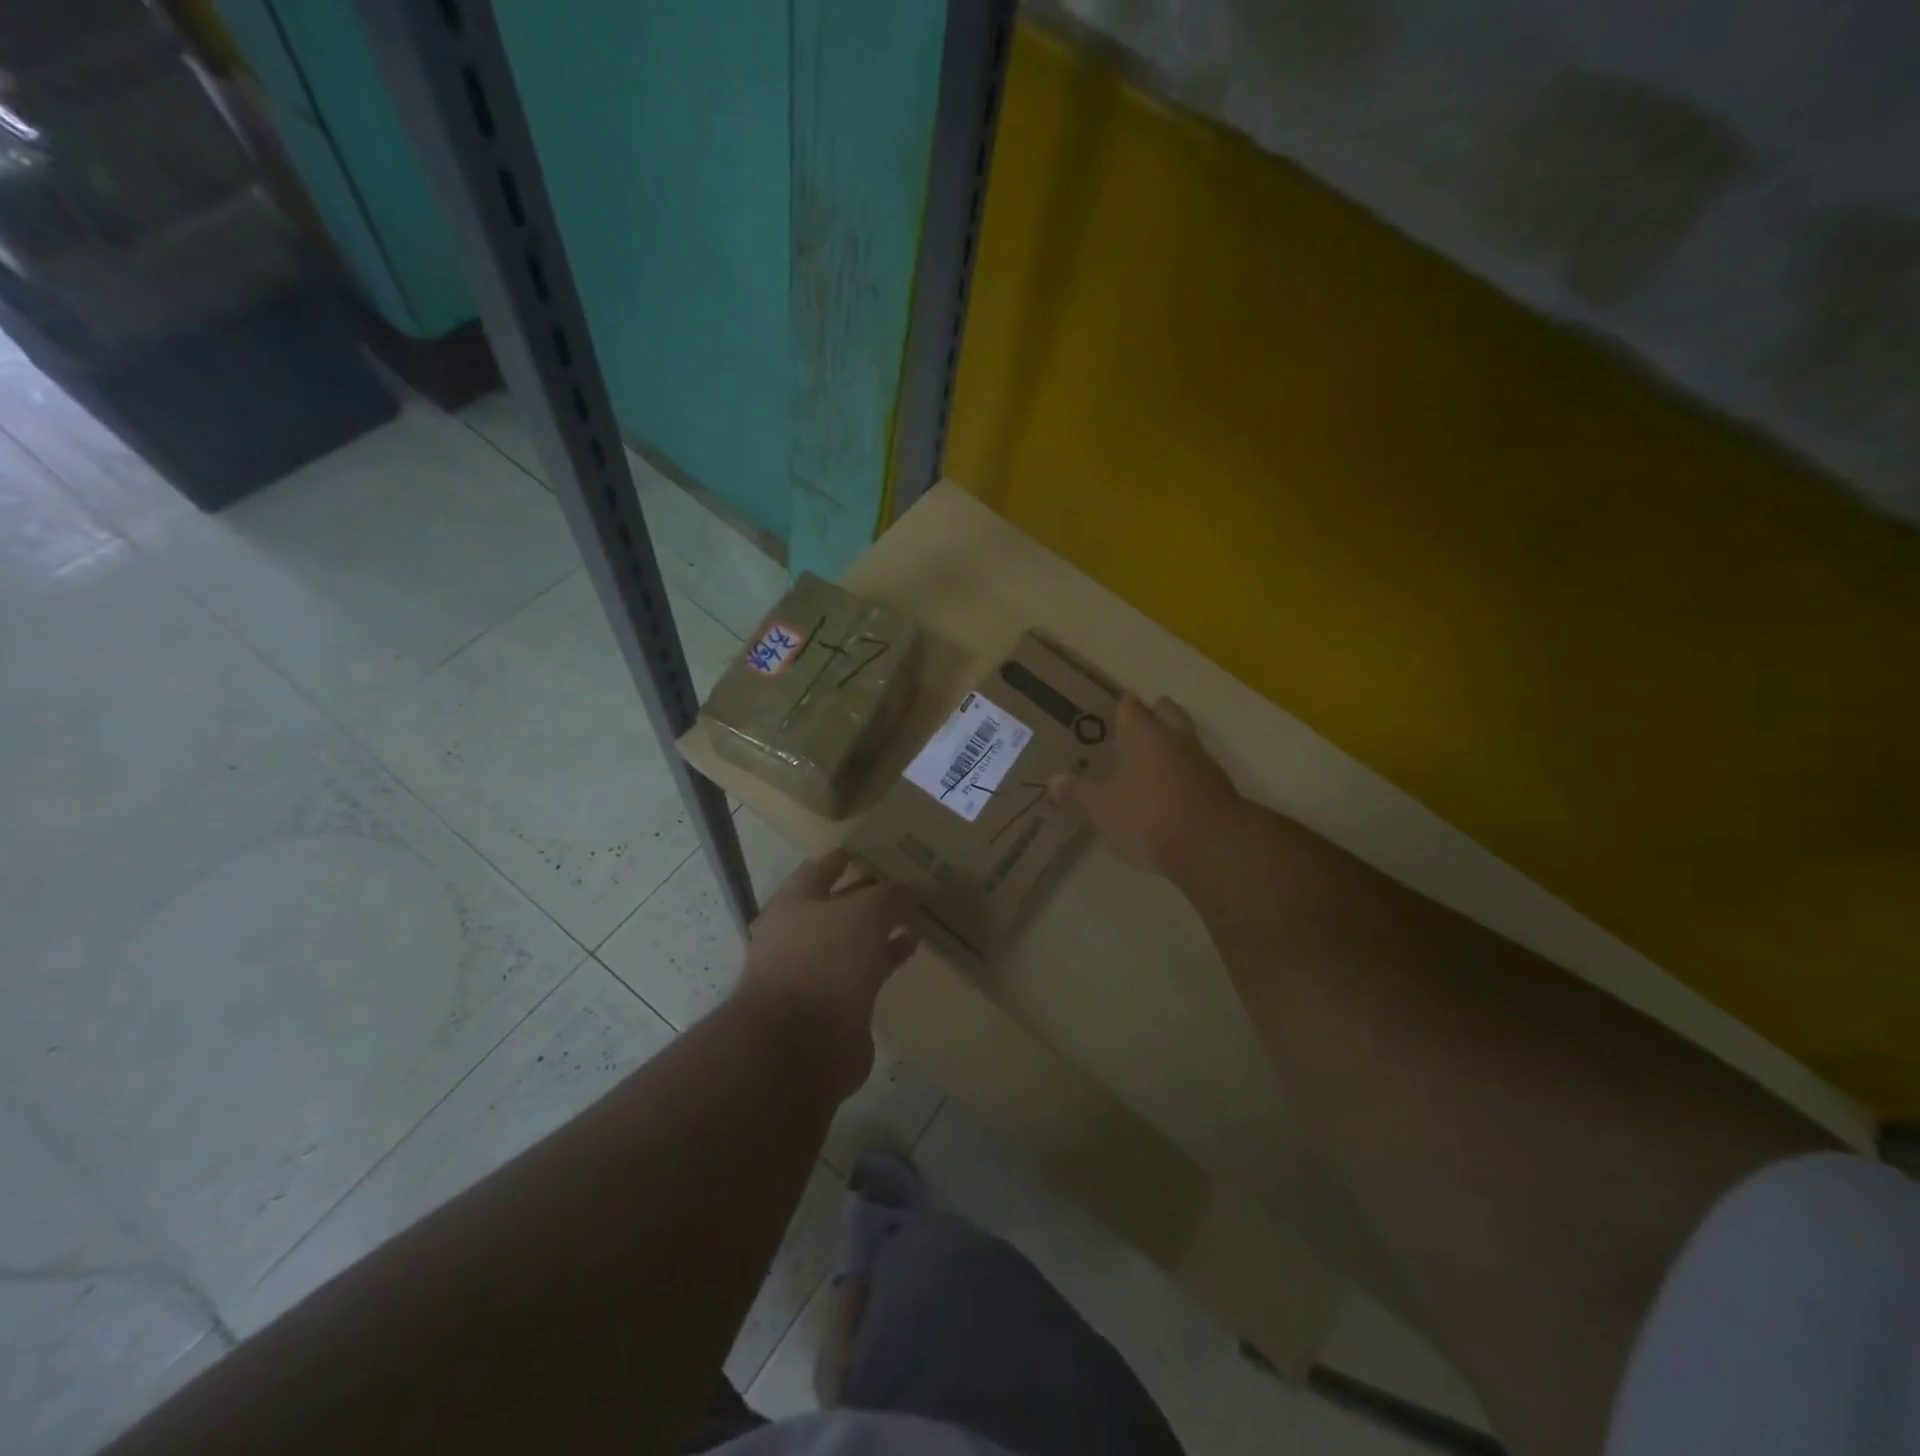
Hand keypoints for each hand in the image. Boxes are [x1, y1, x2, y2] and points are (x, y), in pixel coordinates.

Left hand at [736, 849, 918, 1095]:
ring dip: (877, 930)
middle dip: (862, 895)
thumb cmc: (824, 961)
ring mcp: (812, 974)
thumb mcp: (864, 914)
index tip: (857, 851)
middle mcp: (797, 937)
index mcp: (792, 906)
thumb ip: (888, 897)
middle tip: (895, 883)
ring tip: (912, 915)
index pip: (815, 872)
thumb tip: (905, 891)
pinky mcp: (832, 1007)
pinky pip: (863, 972)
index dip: (836, 860)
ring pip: (851, 941)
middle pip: (834, 908)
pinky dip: (884, 959)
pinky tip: (910, 949)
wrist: (800, 1045)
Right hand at [1048, 693, 1239, 877]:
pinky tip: (1171, 790)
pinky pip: (1196, 769)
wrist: (1211, 845)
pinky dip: (1184, 773)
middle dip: (1156, 714)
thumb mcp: (1102, 808)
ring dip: (1172, 745)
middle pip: (1168, 713)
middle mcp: (1175, 738)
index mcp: (1143, 734)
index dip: (1121, 708)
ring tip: (1152, 760)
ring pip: (1186, 740)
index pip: (1130, 707)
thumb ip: (1079, 792)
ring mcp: (1202, 761)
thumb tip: (1053, 780)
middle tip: (1139, 724)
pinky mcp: (1219, 787)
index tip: (1112, 712)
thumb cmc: (1147, 815)